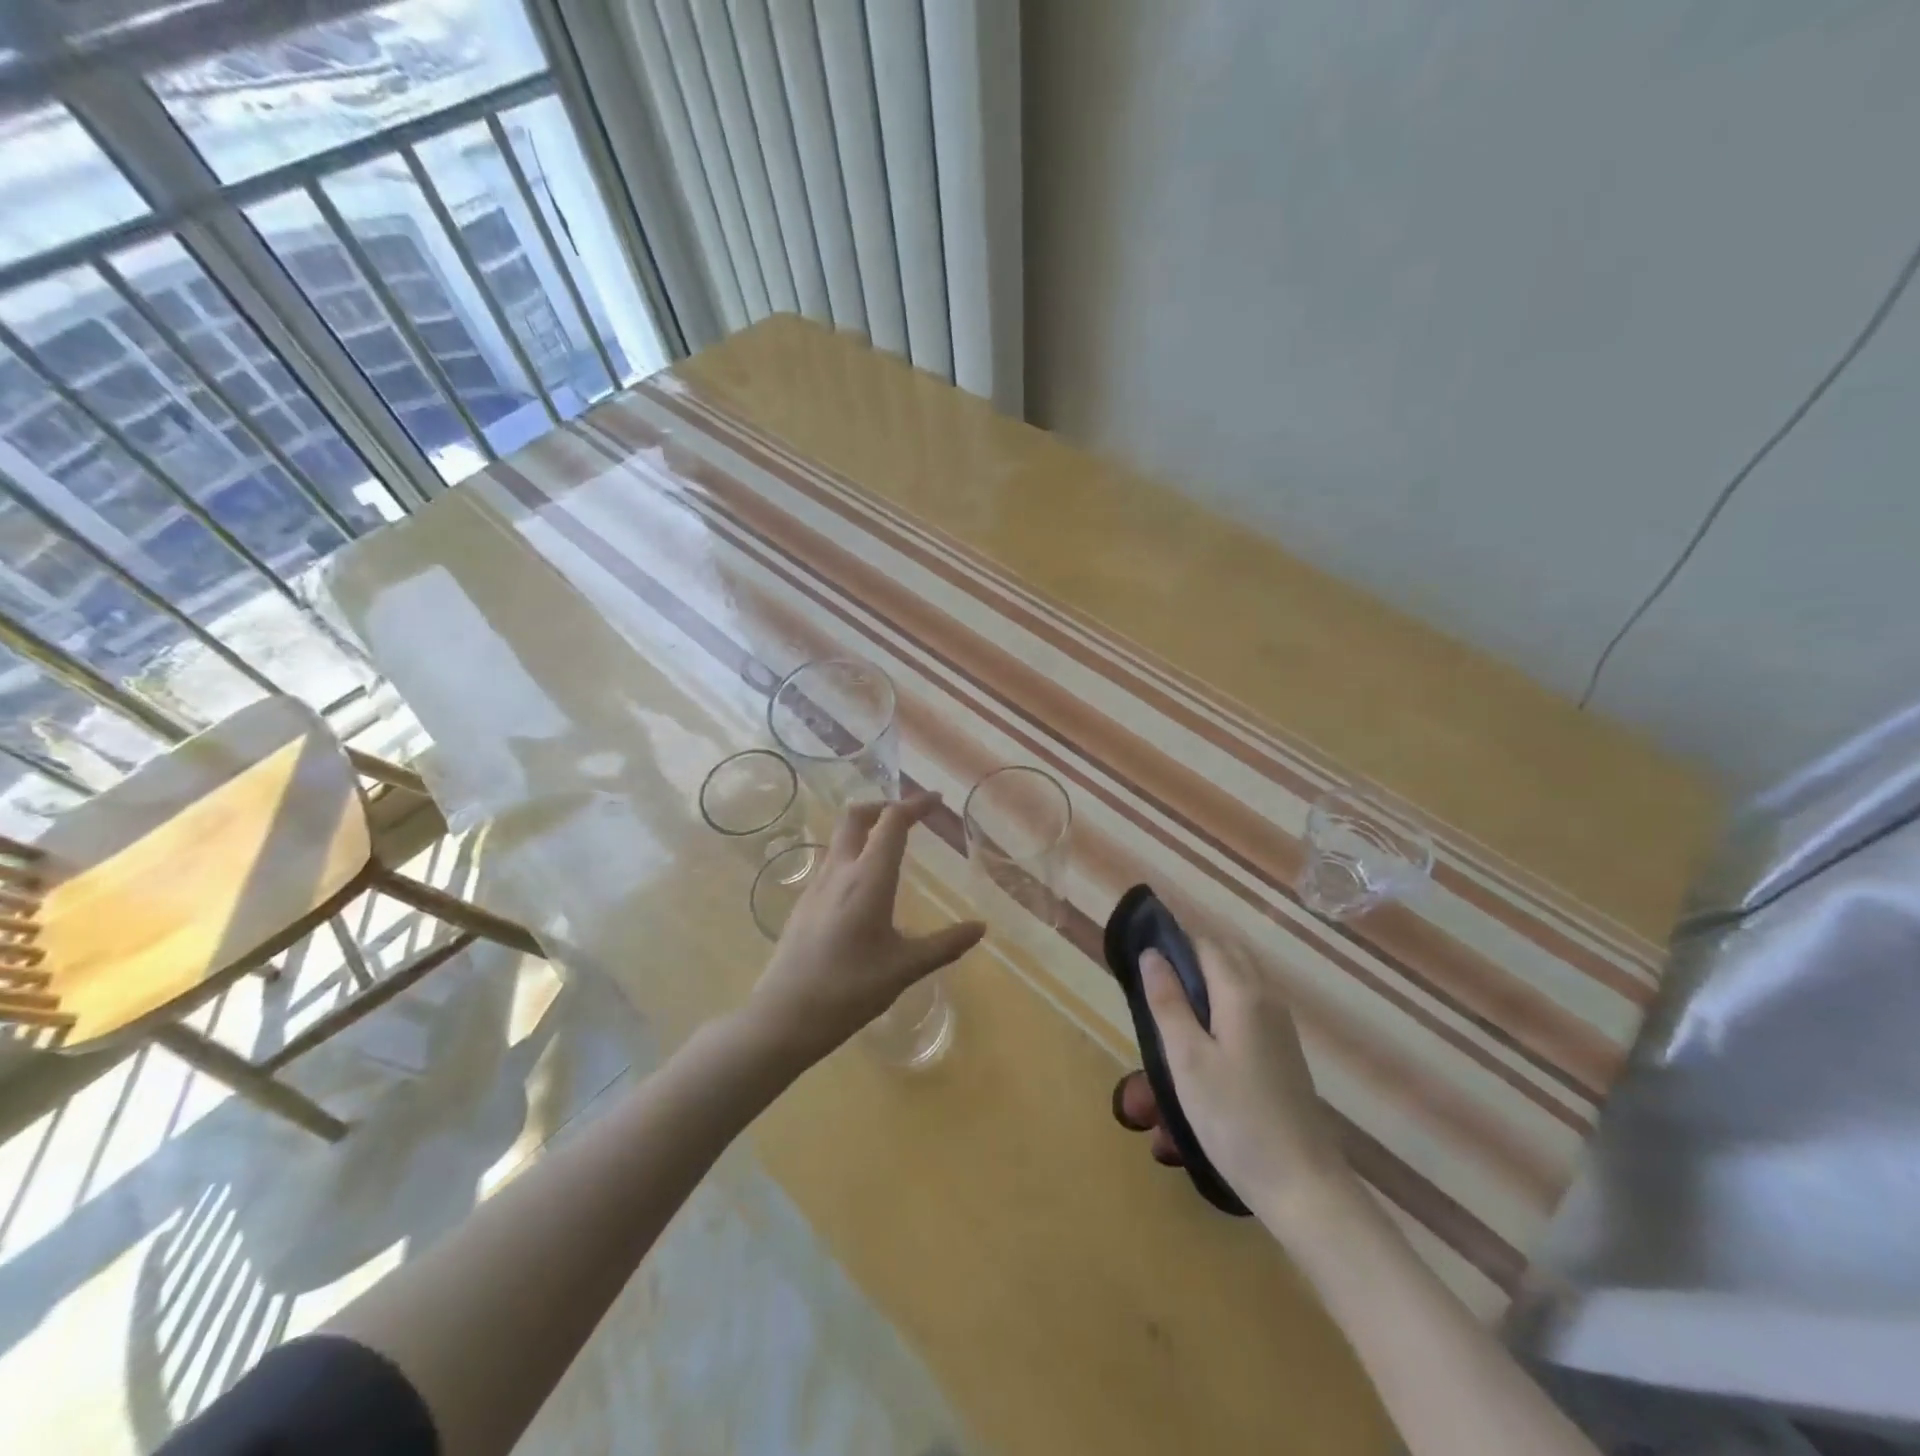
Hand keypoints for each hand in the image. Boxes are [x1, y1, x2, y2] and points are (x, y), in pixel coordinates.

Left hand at [742, 792, 984, 1067]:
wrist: (783, 1016)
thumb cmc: (849, 990)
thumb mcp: (904, 969)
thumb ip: (945, 945)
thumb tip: (980, 928)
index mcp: (868, 878)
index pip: (892, 822)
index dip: (915, 804)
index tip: (936, 800)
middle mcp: (840, 871)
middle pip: (856, 816)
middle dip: (883, 806)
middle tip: (909, 816)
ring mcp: (816, 886)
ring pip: (840, 838)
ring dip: (866, 830)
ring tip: (891, 848)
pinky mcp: (803, 904)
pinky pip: (831, 863)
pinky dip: (853, 855)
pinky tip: (865, 888)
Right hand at [1123, 938, 1351, 1230]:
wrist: (1303, 1186)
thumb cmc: (1235, 1119)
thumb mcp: (1187, 1059)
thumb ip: (1168, 1002)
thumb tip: (1152, 953)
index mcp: (1242, 993)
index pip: (1205, 943)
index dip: (1173, 941)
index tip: (1140, 957)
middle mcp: (1266, 999)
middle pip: (1225, 957)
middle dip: (1188, 958)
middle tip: (1151, 986)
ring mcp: (1280, 1027)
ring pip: (1238, 982)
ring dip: (1204, 983)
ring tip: (1168, 1014)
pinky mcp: (1283, 1052)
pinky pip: (1247, 1007)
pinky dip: (1220, 1006)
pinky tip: (1199, 1042)